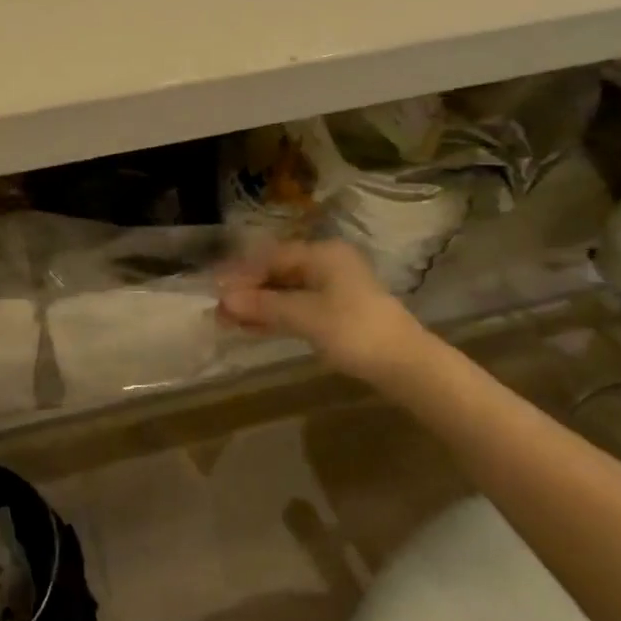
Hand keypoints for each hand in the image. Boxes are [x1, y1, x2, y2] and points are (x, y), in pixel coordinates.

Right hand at [217, 240, 426, 385]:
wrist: (407, 366)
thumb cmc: (355, 331)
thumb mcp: (305, 317)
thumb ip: (264, 306)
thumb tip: (224, 300)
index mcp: (322, 254)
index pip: (272, 257)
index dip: (241, 273)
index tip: (214, 288)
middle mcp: (327, 264)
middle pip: (278, 273)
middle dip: (247, 291)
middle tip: (218, 309)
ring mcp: (333, 289)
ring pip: (286, 292)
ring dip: (258, 305)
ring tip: (228, 322)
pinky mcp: (337, 313)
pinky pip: (297, 307)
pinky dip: (275, 316)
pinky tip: (252, 328)